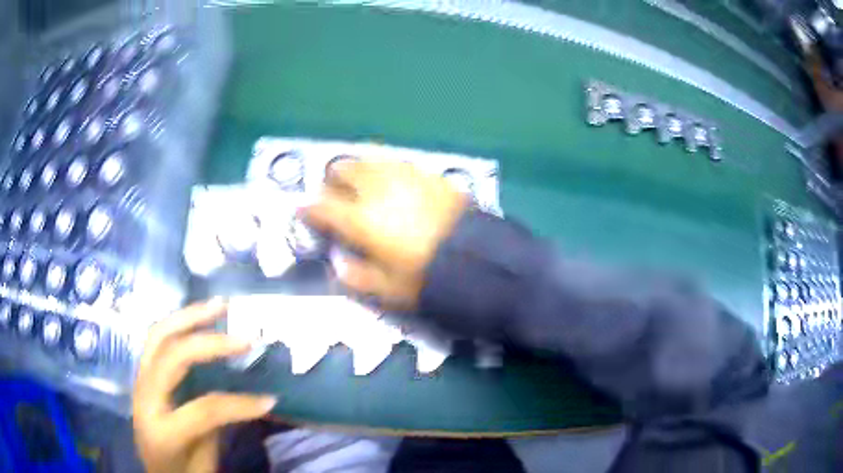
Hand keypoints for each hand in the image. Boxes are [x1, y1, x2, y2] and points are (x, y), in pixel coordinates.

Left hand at [133, 299, 276, 472]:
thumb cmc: (182, 471)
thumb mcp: (205, 458)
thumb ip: (217, 424)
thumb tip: (247, 395)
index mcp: (163, 431)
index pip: (204, 409)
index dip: (240, 404)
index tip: (270, 400)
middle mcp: (145, 399)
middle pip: (172, 357)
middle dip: (209, 342)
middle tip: (244, 335)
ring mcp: (139, 381)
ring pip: (157, 336)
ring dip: (188, 317)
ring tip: (218, 305)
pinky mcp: (141, 374)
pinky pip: (155, 340)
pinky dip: (177, 323)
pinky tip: (195, 317)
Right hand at [304, 160, 467, 309]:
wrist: (480, 261)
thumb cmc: (428, 280)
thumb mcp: (387, 291)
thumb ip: (356, 277)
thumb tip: (340, 264)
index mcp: (361, 219)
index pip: (322, 206)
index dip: (308, 209)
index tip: (304, 212)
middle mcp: (377, 190)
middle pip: (343, 169)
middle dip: (331, 180)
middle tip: (333, 194)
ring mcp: (405, 177)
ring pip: (369, 158)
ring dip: (357, 168)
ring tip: (359, 183)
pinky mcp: (428, 175)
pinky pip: (397, 162)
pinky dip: (385, 169)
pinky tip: (391, 183)